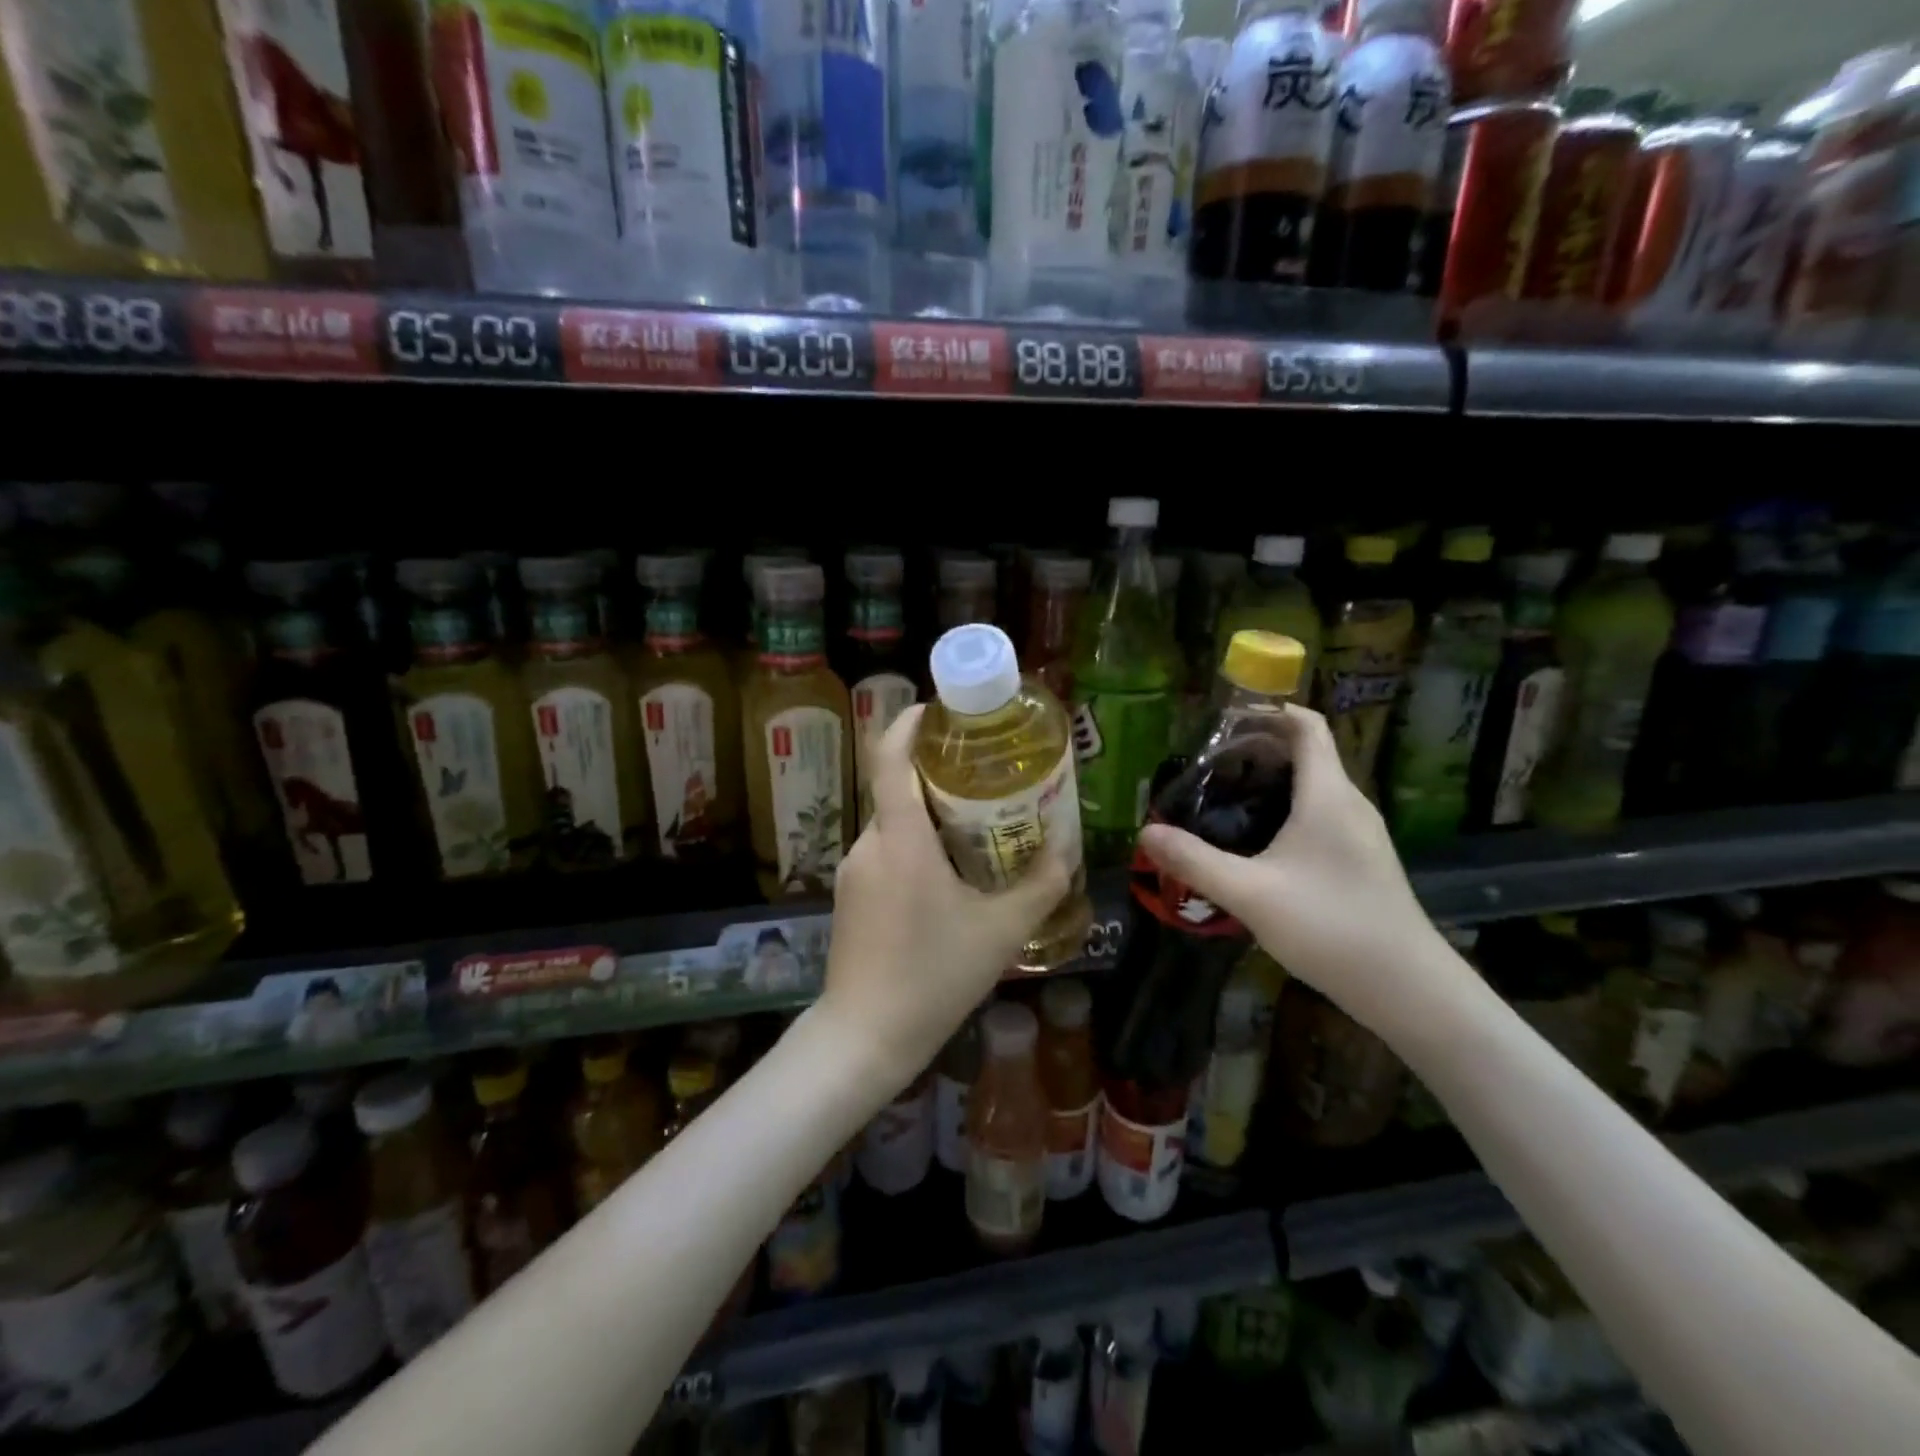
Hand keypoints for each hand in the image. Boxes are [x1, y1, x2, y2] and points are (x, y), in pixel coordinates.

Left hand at [821, 705, 1072, 1090]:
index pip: (889, 757)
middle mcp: (870, 843)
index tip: (938, 710)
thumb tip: (1068, 850)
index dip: (908, 723)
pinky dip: (915, 845)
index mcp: (901, 839)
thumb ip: (1040, 885)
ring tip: (976, 825)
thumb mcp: (1001, 932)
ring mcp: (855, 870)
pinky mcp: (851, 895)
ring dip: (929, 815)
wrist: (864, 1037)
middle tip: (985, 775)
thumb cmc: (933, 977)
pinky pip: (886, 851)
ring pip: (894, 823)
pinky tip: (948, 875)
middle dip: (937, 774)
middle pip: (899, 788)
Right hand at [1137, 706, 1471, 1043]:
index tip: (1225, 719)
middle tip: (1209, 765)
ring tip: (1225, 799)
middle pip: (1308, 753)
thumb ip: (1195, 860)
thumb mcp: (1249, 892)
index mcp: (1327, 794)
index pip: (1306, 726)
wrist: (1406, 987)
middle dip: (1259, 749)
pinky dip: (1288, 809)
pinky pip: (1321, 814)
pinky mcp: (1362, 860)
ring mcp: (1361, 833)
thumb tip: (1146, 833)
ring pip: (1314, 786)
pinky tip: (1259, 842)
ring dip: (1273, 781)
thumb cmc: (1329, 925)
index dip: (1269, 711)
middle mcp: (1349, 803)